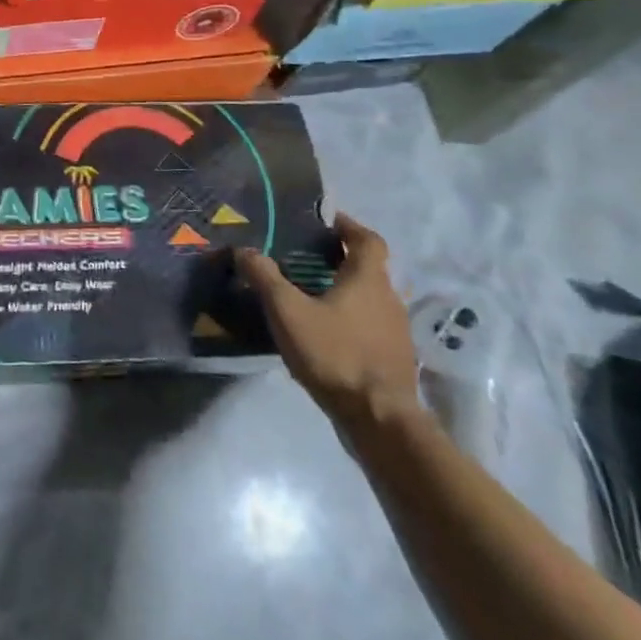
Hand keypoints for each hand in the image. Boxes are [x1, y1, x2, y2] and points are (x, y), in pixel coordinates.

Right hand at [236, 214, 419, 429]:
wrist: (380, 418)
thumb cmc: (334, 354)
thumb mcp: (288, 312)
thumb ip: (265, 277)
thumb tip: (243, 249)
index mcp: (368, 279)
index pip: (368, 240)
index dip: (350, 227)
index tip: (328, 222)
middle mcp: (389, 298)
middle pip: (370, 269)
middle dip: (342, 260)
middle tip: (309, 260)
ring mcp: (397, 331)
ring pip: (371, 299)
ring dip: (347, 292)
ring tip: (313, 297)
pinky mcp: (396, 358)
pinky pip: (372, 326)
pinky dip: (353, 320)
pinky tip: (329, 335)